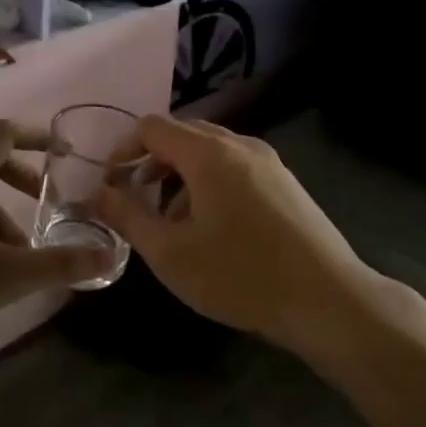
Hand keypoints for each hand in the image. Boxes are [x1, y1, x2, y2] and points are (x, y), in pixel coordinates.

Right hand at [96, 116, 376, 358]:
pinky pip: (235, 166)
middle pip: (183, 134)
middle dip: (152, 161)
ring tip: (173, 220)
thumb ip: (128, 216)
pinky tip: (213, 227)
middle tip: (136, 199)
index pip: (152, 127)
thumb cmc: (241, 274)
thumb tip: (98, 193)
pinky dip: (210, 182)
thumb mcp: (171, 253)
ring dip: (181, 174)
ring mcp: (268, 161)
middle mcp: (239, 144)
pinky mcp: (285, 182)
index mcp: (208, 152)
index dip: (124, 149)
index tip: (111, 184)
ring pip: (210, 151)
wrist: (327, 299)